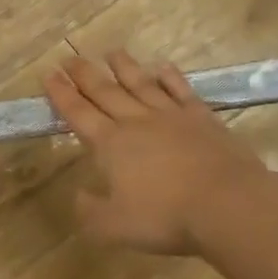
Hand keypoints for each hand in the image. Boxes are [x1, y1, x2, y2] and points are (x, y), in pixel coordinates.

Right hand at [44, 51, 269, 255]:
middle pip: (105, 92)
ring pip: (141, 85)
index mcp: (110, 144)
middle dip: (84, 74)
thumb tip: (78, 195)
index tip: (48, 74)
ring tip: (112, 52)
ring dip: (124, 67)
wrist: (229, 205)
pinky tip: (163, 67)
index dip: (61, 94)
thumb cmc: (166, 217)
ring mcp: (171, 117)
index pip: (78, 113)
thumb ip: (89, 211)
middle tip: (69, 57)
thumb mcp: (113, 227)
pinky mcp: (203, 119)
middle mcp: (136, 122)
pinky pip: (181, 91)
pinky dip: (170, 78)